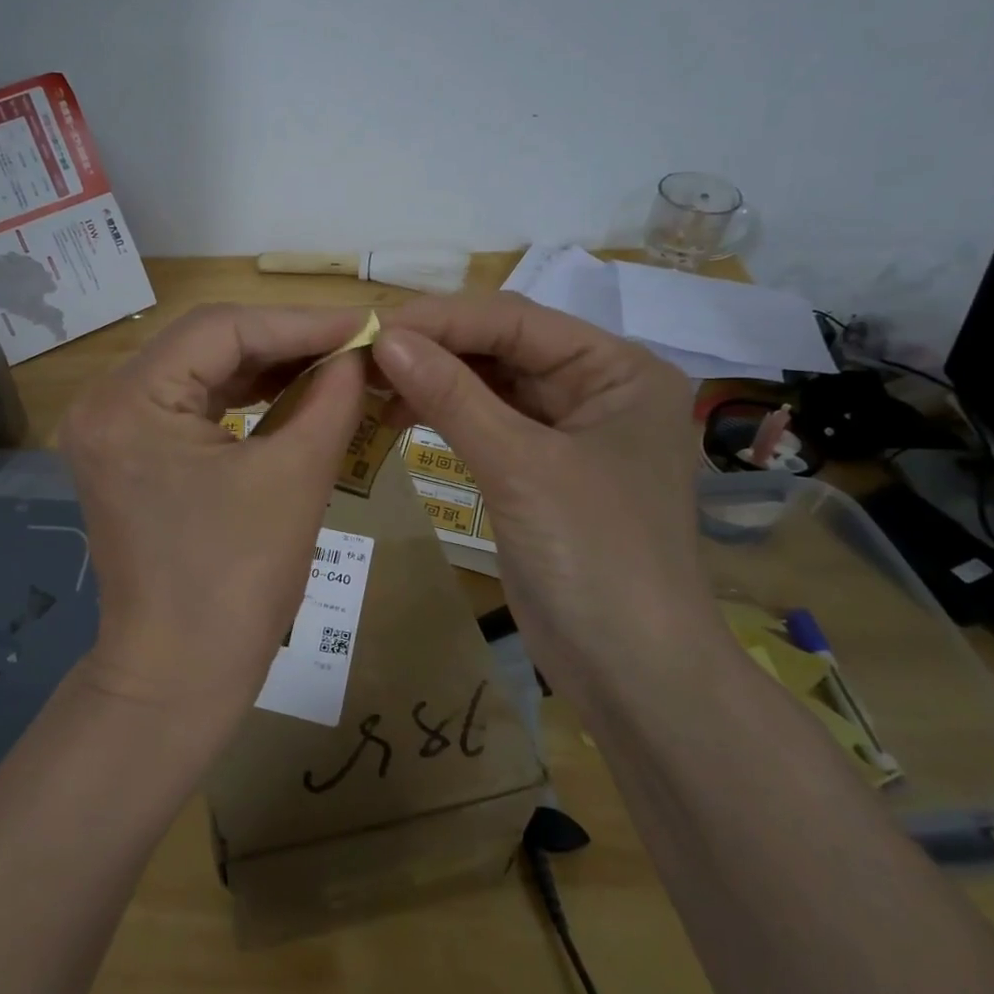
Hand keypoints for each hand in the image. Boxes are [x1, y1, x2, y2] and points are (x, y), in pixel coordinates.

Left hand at [59, 305, 367, 717]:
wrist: (179, 678)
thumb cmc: (236, 583)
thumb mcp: (294, 478)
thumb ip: (331, 399)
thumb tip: (358, 353)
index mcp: (128, 401)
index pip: (220, 329)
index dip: (299, 322)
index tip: (364, 322)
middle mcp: (105, 403)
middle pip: (205, 344)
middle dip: (284, 341)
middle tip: (353, 342)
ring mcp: (112, 431)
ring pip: (199, 373)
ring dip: (266, 367)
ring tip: (333, 364)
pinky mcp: (129, 456)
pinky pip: (190, 407)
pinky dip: (241, 398)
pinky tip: (290, 393)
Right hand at [373, 291, 708, 654]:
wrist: (632, 674)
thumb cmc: (594, 557)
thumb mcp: (519, 466)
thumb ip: (452, 396)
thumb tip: (384, 337)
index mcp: (618, 370)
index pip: (516, 322)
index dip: (442, 320)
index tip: (372, 326)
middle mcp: (597, 389)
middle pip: (502, 348)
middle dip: (434, 349)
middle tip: (361, 354)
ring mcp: (568, 431)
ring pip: (489, 386)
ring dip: (432, 381)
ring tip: (370, 384)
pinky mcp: (539, 469)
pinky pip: (485, 424)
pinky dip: (443, 417)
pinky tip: (397, 417)